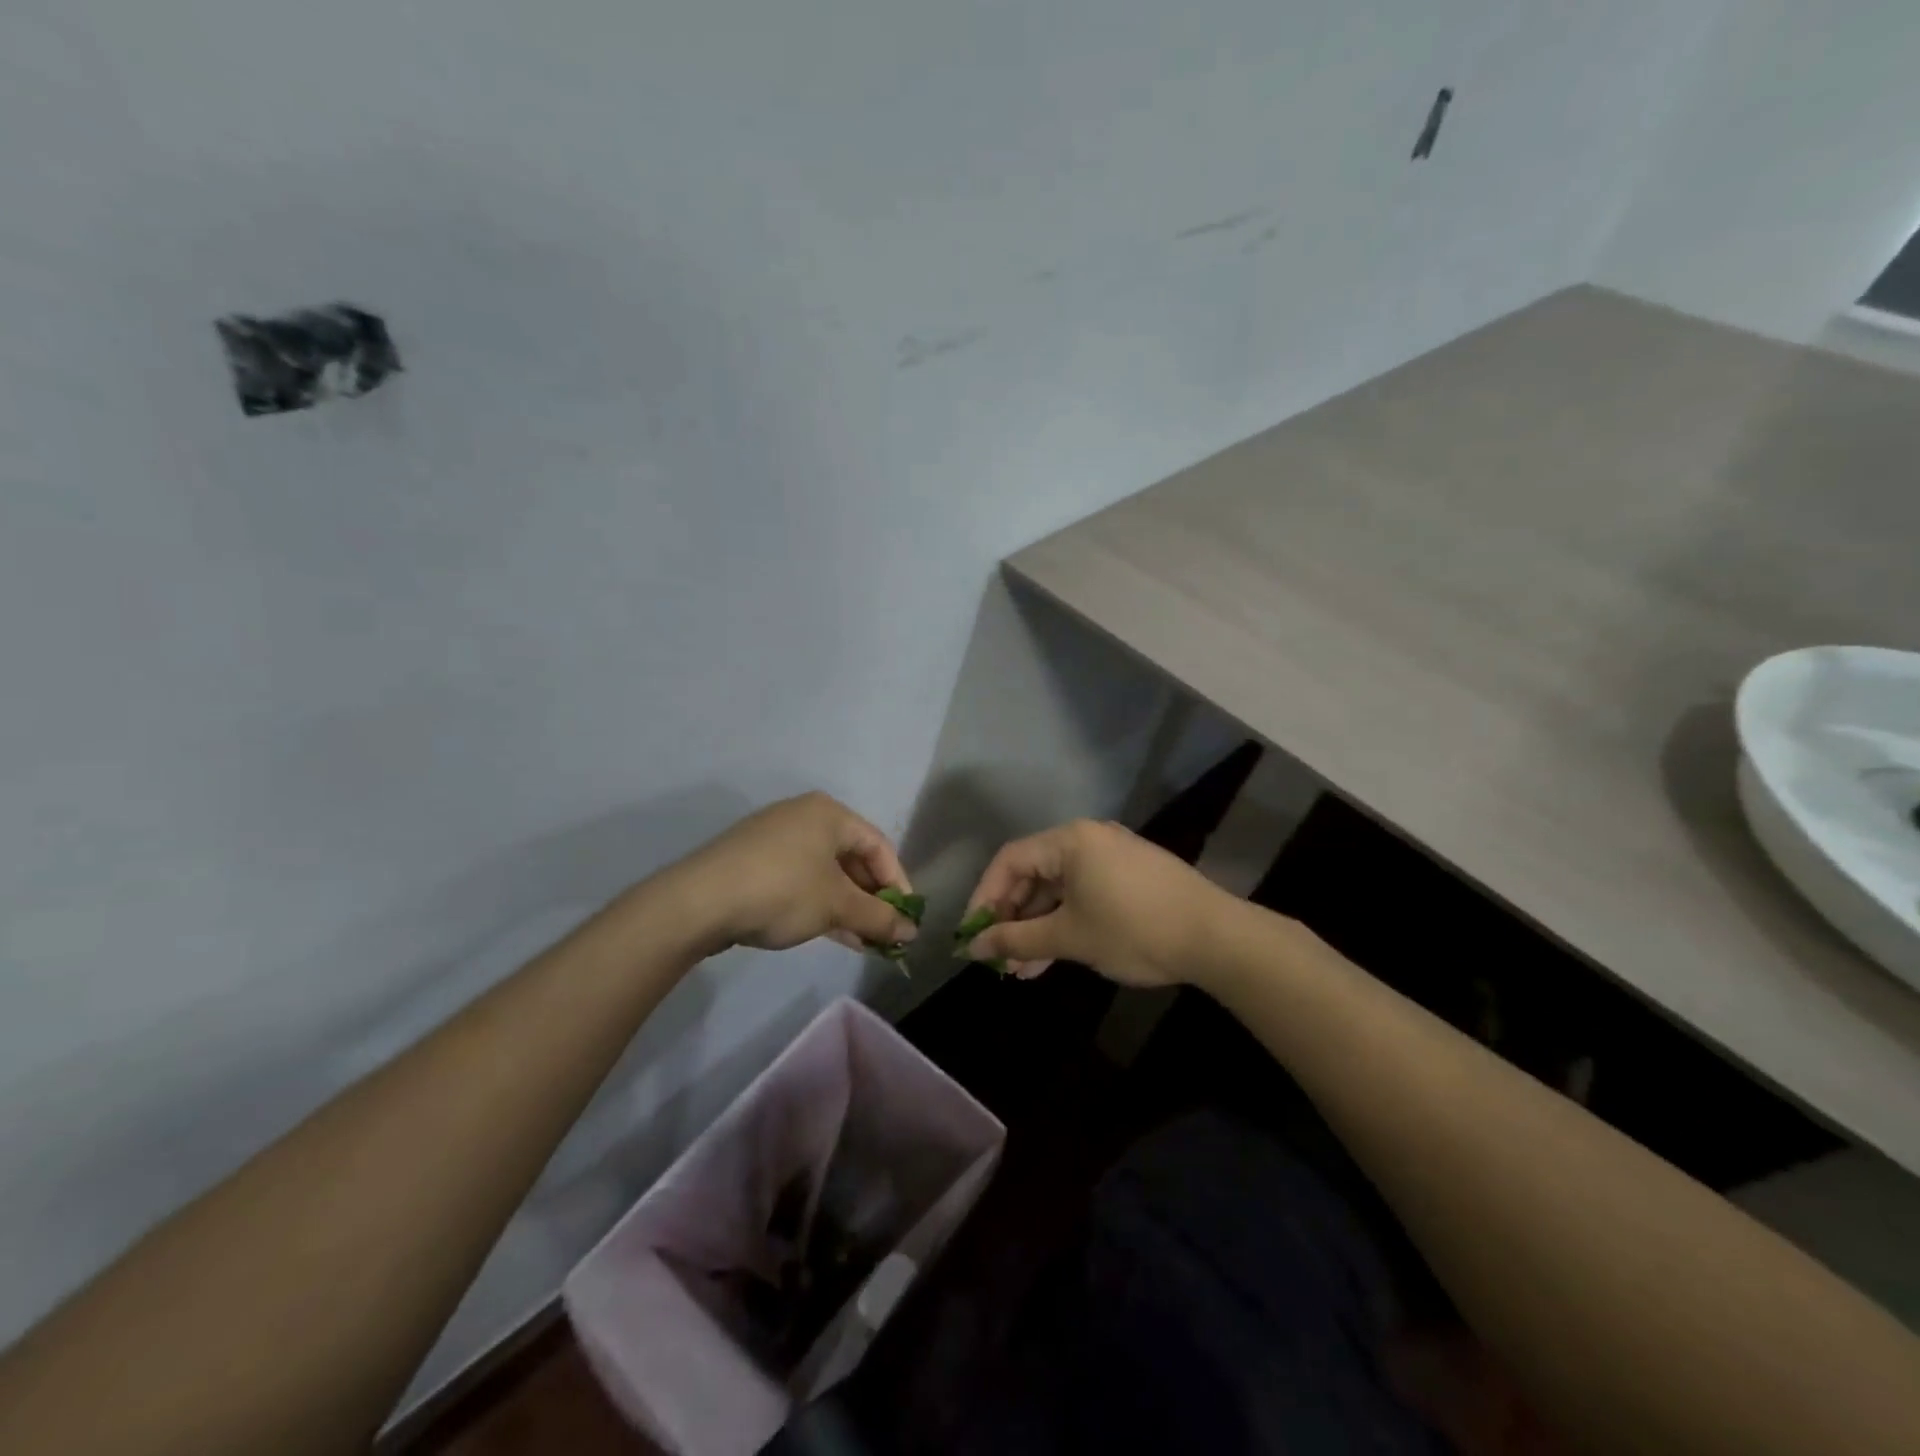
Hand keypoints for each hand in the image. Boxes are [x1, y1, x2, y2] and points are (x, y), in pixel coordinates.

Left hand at [672, 792, 918, 953]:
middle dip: (870, 898)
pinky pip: (800, 880)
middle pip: (851, 858)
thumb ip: (878, 917)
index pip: (879, 845)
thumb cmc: (782, 891)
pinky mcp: (753, 862)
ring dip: (847, 906)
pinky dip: (819, 903)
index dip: (898, 882)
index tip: (906, 918)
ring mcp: (775, 838)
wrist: (698, 902)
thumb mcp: (837, 905)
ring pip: (825, 872)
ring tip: (861, 940)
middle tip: (883, 931)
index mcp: (829, 813)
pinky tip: (830, 933)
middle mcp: (803, 817)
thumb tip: (912, 930)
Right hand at [963, 819, 1234, 985]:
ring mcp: (1111, 857)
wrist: (1217, 938)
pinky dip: (1065, 923)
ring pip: (1058, 890)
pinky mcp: (1129, 877)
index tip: (973, 935)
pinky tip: (1052, 958)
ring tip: (1022, 970)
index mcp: (1070, 840)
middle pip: (1033, 874)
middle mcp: (1088, 839)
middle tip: (999, 957)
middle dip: (1013, 918)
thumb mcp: (1069, 937)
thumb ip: (1016, 939)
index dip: (985, 897)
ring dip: (1038, 927)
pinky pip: (1082, 894)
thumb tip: (972, 948)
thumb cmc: (1134, 930)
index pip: (1009, 860)